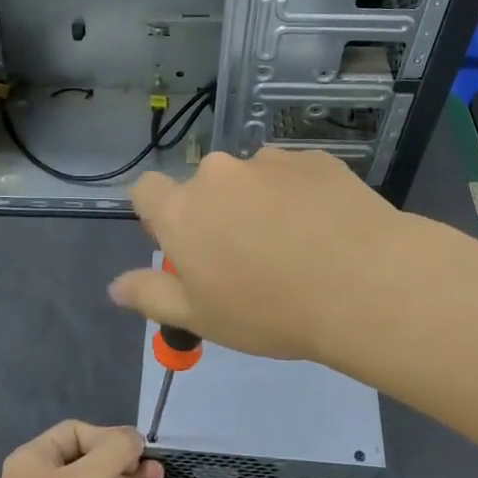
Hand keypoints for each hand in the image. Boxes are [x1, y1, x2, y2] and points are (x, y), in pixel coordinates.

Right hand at [109, 148, 417, 364]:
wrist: (363, 283)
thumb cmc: (270, 311)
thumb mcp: (201, 318)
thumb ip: (151, 296)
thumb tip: (115, 286)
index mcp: (183, 211)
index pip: (146, 190)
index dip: (157, 213)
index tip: (184, 243)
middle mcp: (218, 174)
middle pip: (204, 187)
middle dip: (216, 214)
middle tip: (247, 258)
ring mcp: (269, 161)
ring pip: (251, 180)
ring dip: (260, 203)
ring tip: (296, 245)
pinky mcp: (314, 159)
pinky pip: (294, 176)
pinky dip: (300, 196)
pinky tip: (326, 229)